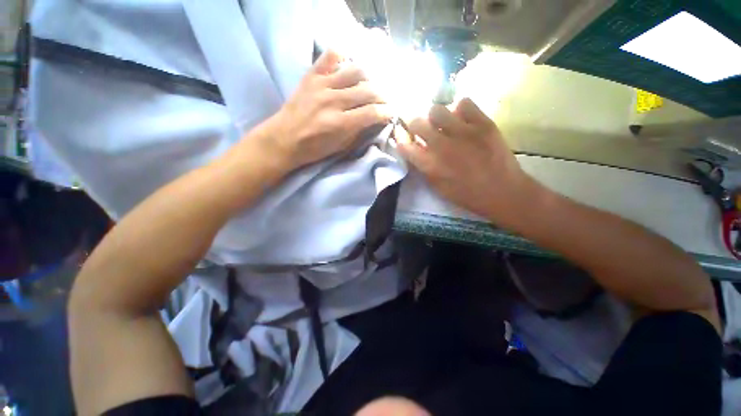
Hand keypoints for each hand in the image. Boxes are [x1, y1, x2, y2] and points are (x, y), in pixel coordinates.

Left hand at [262, 49, 392, 170]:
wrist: (284, 139)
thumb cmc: (314, 148)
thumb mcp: (341, 147)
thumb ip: (359, 131)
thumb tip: (375, 119)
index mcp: (341, 124)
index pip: (373, 112)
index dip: (386, 112)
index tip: (391, 113)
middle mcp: (334, 101)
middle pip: (368, 90)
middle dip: (382, 96)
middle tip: (384, 100)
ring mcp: (322, 85)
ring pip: (355, 71)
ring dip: (369, 78)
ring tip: (369, 85)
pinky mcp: (311, 76)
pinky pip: (330, 56)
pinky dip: (342, 57)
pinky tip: (347, 66)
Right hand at [396, 98, 539, 227]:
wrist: (503, 192)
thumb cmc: (467, 195)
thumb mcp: (438, 187)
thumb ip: (424, 168)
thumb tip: (416, 152)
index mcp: (430, 165)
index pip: (404, 145)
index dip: (401, 140)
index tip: (404, 139)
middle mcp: (442, 145)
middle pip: (417, 122)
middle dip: (414, 124)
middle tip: (422, 128)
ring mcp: (463, 132)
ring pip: (437, 109)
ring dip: (435, 117)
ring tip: (444, 124)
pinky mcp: (483, 123)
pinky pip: (464, 103)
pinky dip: (460, 110)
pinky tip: (463, 120)